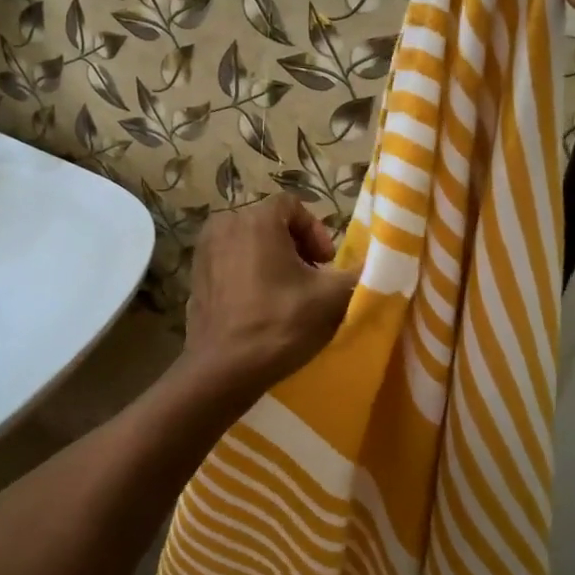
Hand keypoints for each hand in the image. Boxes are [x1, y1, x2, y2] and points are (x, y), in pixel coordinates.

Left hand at [183, 195, 358, 401]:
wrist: (223, 369)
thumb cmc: (279, 324)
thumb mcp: (331, 299)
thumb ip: (359, 274)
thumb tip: (380, 265)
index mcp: (256, 219)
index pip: (294, 205)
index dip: (316, 232)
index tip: (326, 265)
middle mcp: (225, 224)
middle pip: (271, 223)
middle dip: (296, 247)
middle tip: (311, 281)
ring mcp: (204, 249)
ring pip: (249, 242)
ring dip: (272, 260)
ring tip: (287, 294)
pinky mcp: (195, 274)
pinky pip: (230, 260)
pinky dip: (248, 273)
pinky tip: (260, 305)